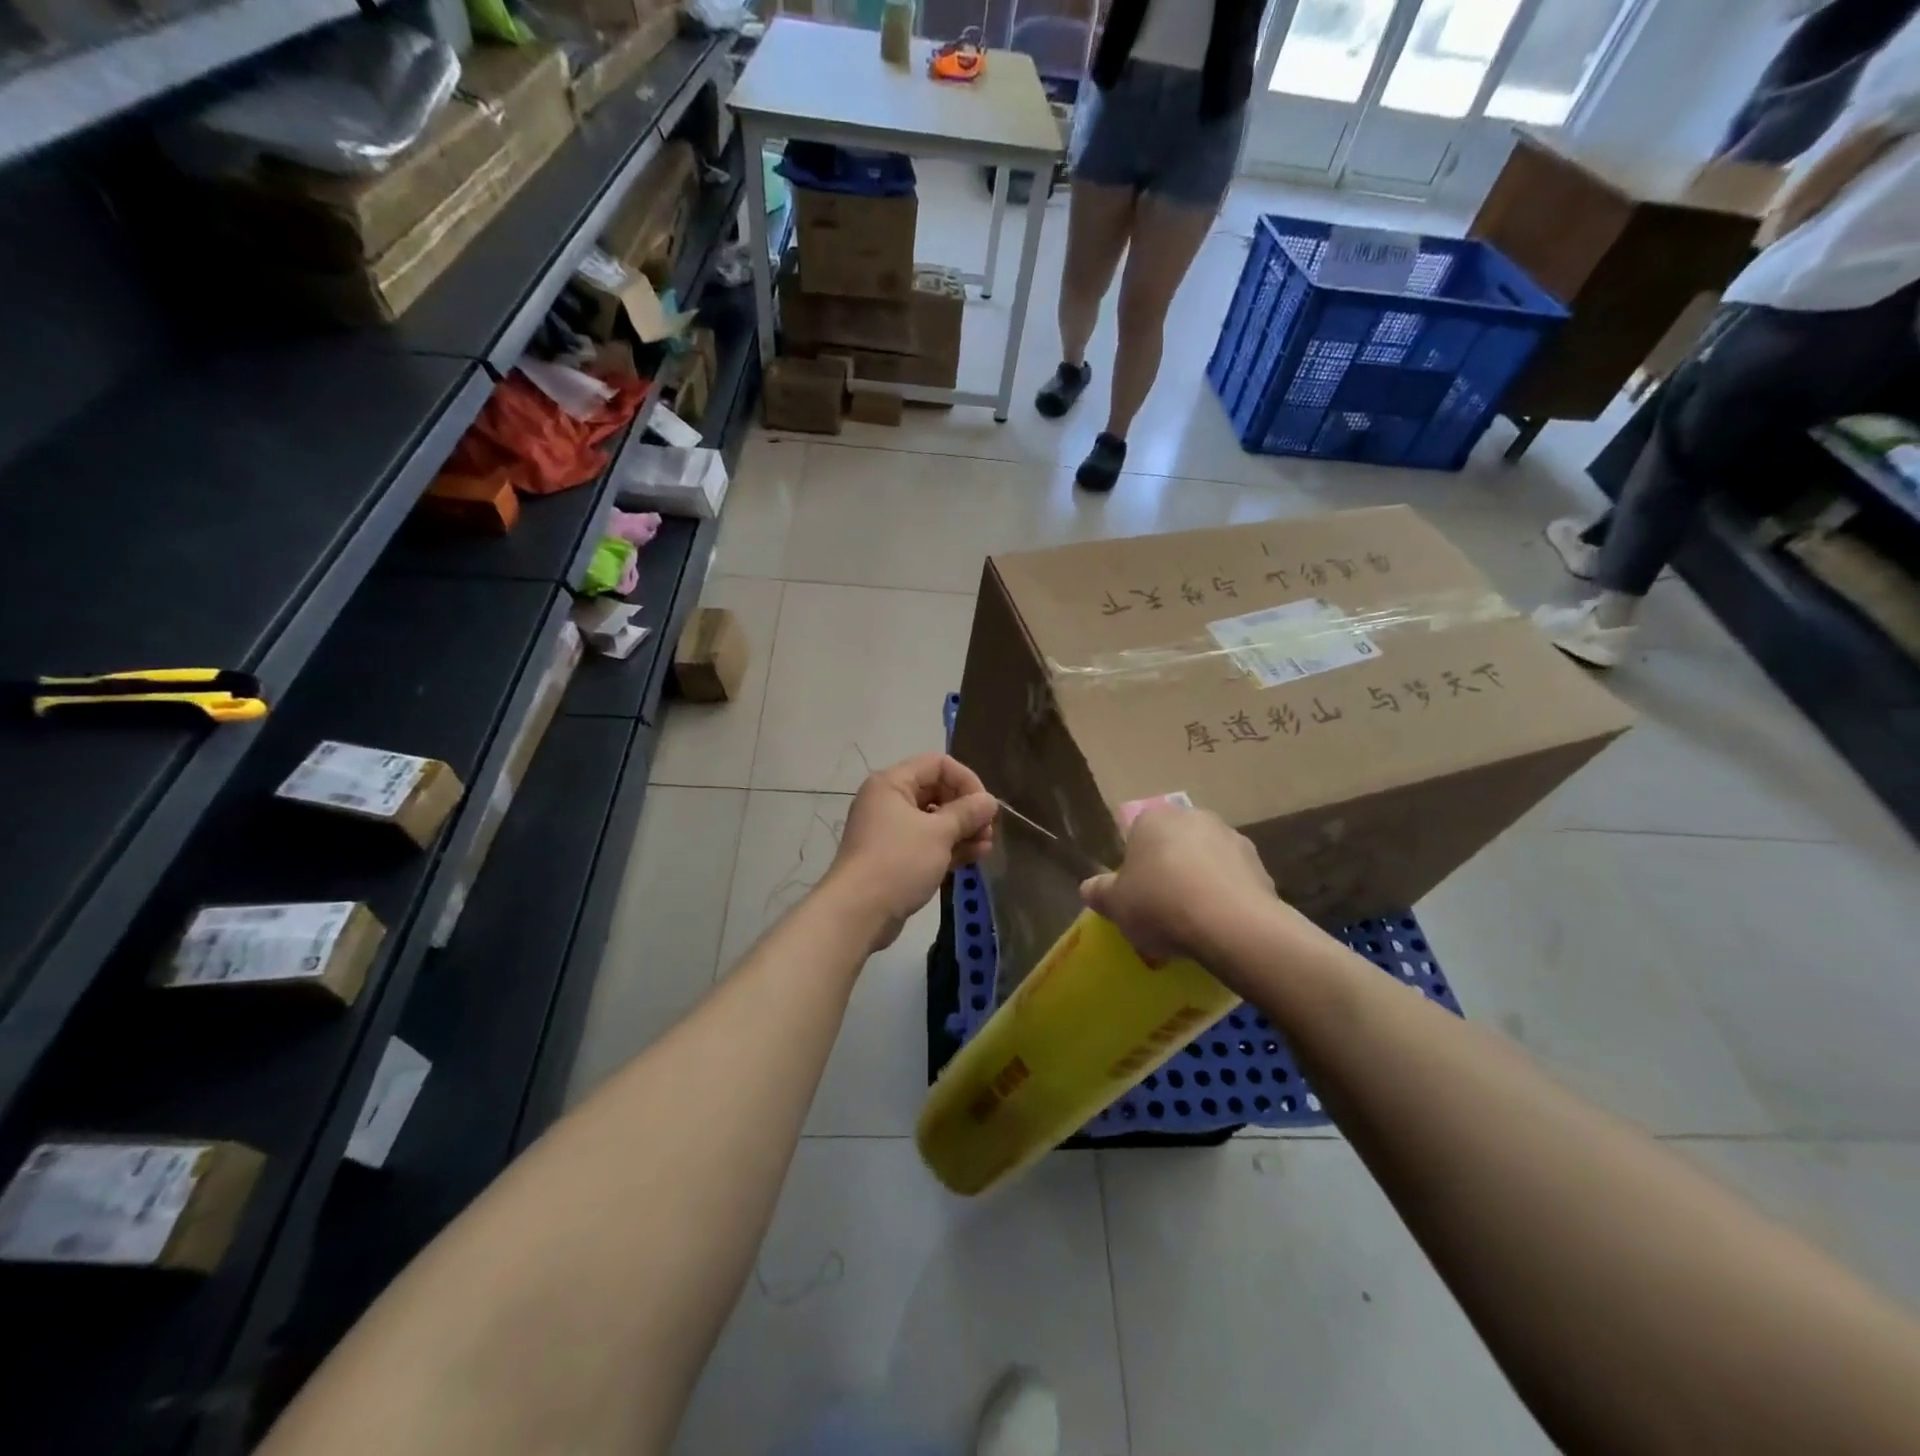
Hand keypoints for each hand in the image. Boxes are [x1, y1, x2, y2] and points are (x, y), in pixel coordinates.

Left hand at [825, 753, 996, 951]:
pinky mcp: (894, 857)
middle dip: (966, 809)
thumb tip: (989, 801)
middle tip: (987, 830)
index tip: (984, 807)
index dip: (966, 780)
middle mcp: (888, 801)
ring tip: (985, 847)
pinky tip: (973, 858)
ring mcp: (890, 830)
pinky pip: (926, 842)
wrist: (857, 913)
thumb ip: (967, 813)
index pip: (937, 764)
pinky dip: (948, 847)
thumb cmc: (898, 862)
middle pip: (937, 791)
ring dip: (962, 830)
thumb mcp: (938, 833)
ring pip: (934, 820)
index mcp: (892, 783)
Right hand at [1079, 806, 1309, 976]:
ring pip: (1205, 862)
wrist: (1232, 925)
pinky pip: (1232, 881)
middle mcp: (1193, 817)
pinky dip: (1225, 898)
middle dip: (1168, 870)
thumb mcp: (1115, 904)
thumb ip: (1098, 892)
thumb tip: (1089, 888)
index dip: (1134, 867)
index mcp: (1154, 818)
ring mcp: (1232, 838)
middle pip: (1173, 846)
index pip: (1136, 835)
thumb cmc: (1161, 904)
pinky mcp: (1261, 865)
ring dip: (1199, 883)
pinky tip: (1218, 927)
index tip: (1135, 895)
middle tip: (1161, 909)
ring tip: (1192, 924)